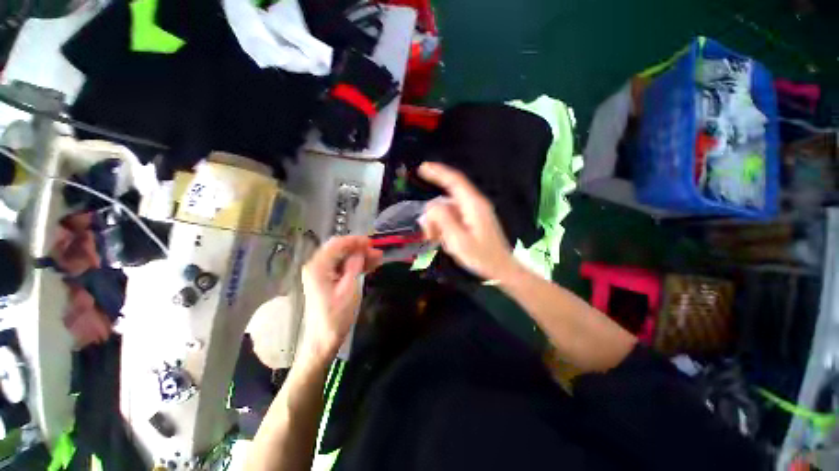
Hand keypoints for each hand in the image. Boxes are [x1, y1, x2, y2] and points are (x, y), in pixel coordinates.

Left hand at [300, 236, 381, 358]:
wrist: (323, 340)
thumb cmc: (336, 316)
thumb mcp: (349, 289)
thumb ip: (354, 266)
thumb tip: (360, 251)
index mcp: (318, 266)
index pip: (337, 244)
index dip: (355, 241)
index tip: (372, 242)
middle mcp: (317, 266)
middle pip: (340, 249)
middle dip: (359, 249)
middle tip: (377, 252)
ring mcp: (321, 273)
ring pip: (343, 258)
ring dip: (359, 257)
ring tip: (378, 259)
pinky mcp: (326, 281)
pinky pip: (342, 267)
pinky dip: (355, 265)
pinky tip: (370, 266)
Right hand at [418, 162, 515, 279]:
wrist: (501, 269)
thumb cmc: (482, 256)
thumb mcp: (458, 240)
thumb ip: (443, 220)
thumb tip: (430, 206)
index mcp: (473, 205)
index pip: (454, 181)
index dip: (438, 172)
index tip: (422, 168)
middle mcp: (474, 204)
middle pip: (447, 199)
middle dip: (434, 214)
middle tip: (428, 234)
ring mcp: (475, 212)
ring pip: (448, 210)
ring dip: (439, 223)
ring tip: (437, 241)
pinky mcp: (474, 220)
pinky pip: (454, 217)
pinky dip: (446, 226)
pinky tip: (445, 240)